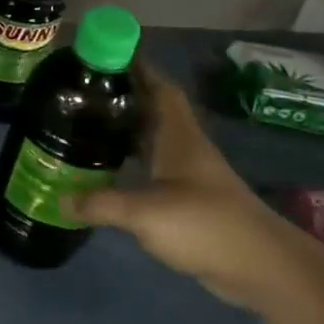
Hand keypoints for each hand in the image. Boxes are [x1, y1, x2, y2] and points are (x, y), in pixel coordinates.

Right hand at [70, 66, 323, 314]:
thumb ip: (100, 204)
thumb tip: (60, 201)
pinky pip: (154, 171)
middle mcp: (185, 149)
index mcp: (179, 137)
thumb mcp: (144, 212)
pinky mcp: (190, 202)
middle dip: (122, 98)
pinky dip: (131, 165)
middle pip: (153, 112)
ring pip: (152, 142)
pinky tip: (108, 172)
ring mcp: (190, 177)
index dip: (139, 68)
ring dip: (126, 132)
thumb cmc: (206, 224)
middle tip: (82, 91)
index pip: (160, 89)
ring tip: (87, 126)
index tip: (107, 54)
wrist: (264, 269)